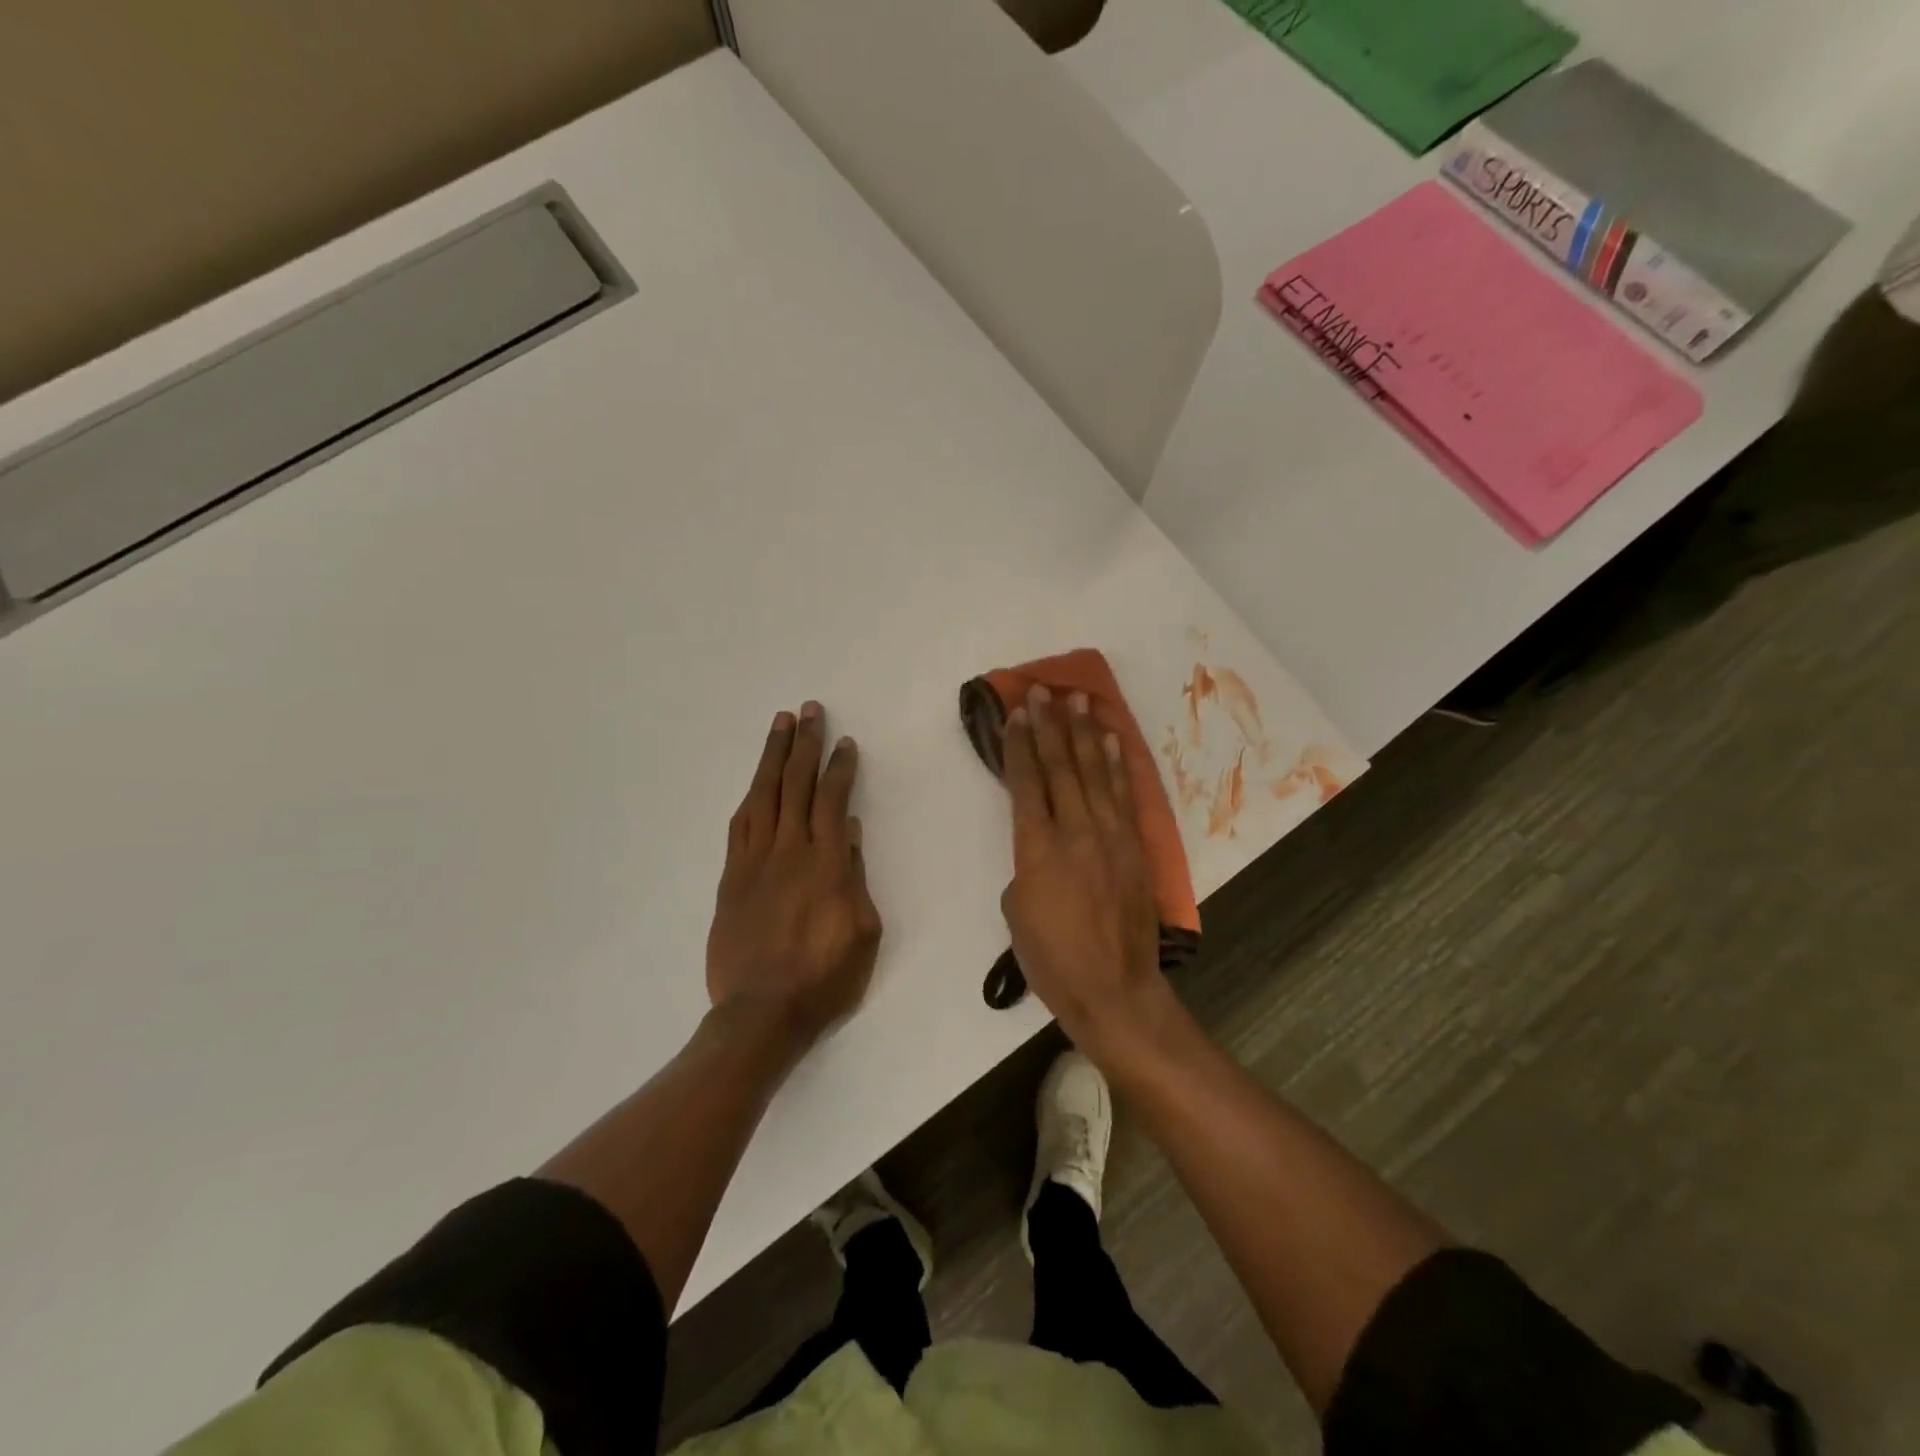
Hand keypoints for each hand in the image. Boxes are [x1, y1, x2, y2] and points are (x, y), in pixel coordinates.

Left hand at [707, 702, 882, 1048]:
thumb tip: (851, 834)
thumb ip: (856, 877)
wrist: (762, 1012)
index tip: (845, 743)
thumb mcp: (864, 932)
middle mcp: (789, 851)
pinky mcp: (732, 878)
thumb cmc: (825, 976)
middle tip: (809, 711)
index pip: (832, 800)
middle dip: (804, 744)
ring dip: (772, 757)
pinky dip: (750, 798)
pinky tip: (755, 783)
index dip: (839, 767)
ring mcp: (755, 862)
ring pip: (764, 796)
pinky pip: (739, 827)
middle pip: (795, 785)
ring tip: (780, 726)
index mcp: (827, 863)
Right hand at [1000, 685, 1165, 1054]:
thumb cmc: (1052, 958)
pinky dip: (1116, 765)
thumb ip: (1024, 867)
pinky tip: (1111, 741)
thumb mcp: (1016, 912)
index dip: (1019, 745)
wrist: (1113, 988)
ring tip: (1078, 700)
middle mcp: (1074, 831)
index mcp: (1036, 848)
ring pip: (1094, 773)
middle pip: (1060, 767)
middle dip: (1049, 726)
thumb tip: (1041, 850)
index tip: (1016, 714)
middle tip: (1043, 691)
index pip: (1026, 783)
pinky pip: (1124, 795)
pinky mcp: (1135, 847)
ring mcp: (1110, 835)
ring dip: (1084, 733)